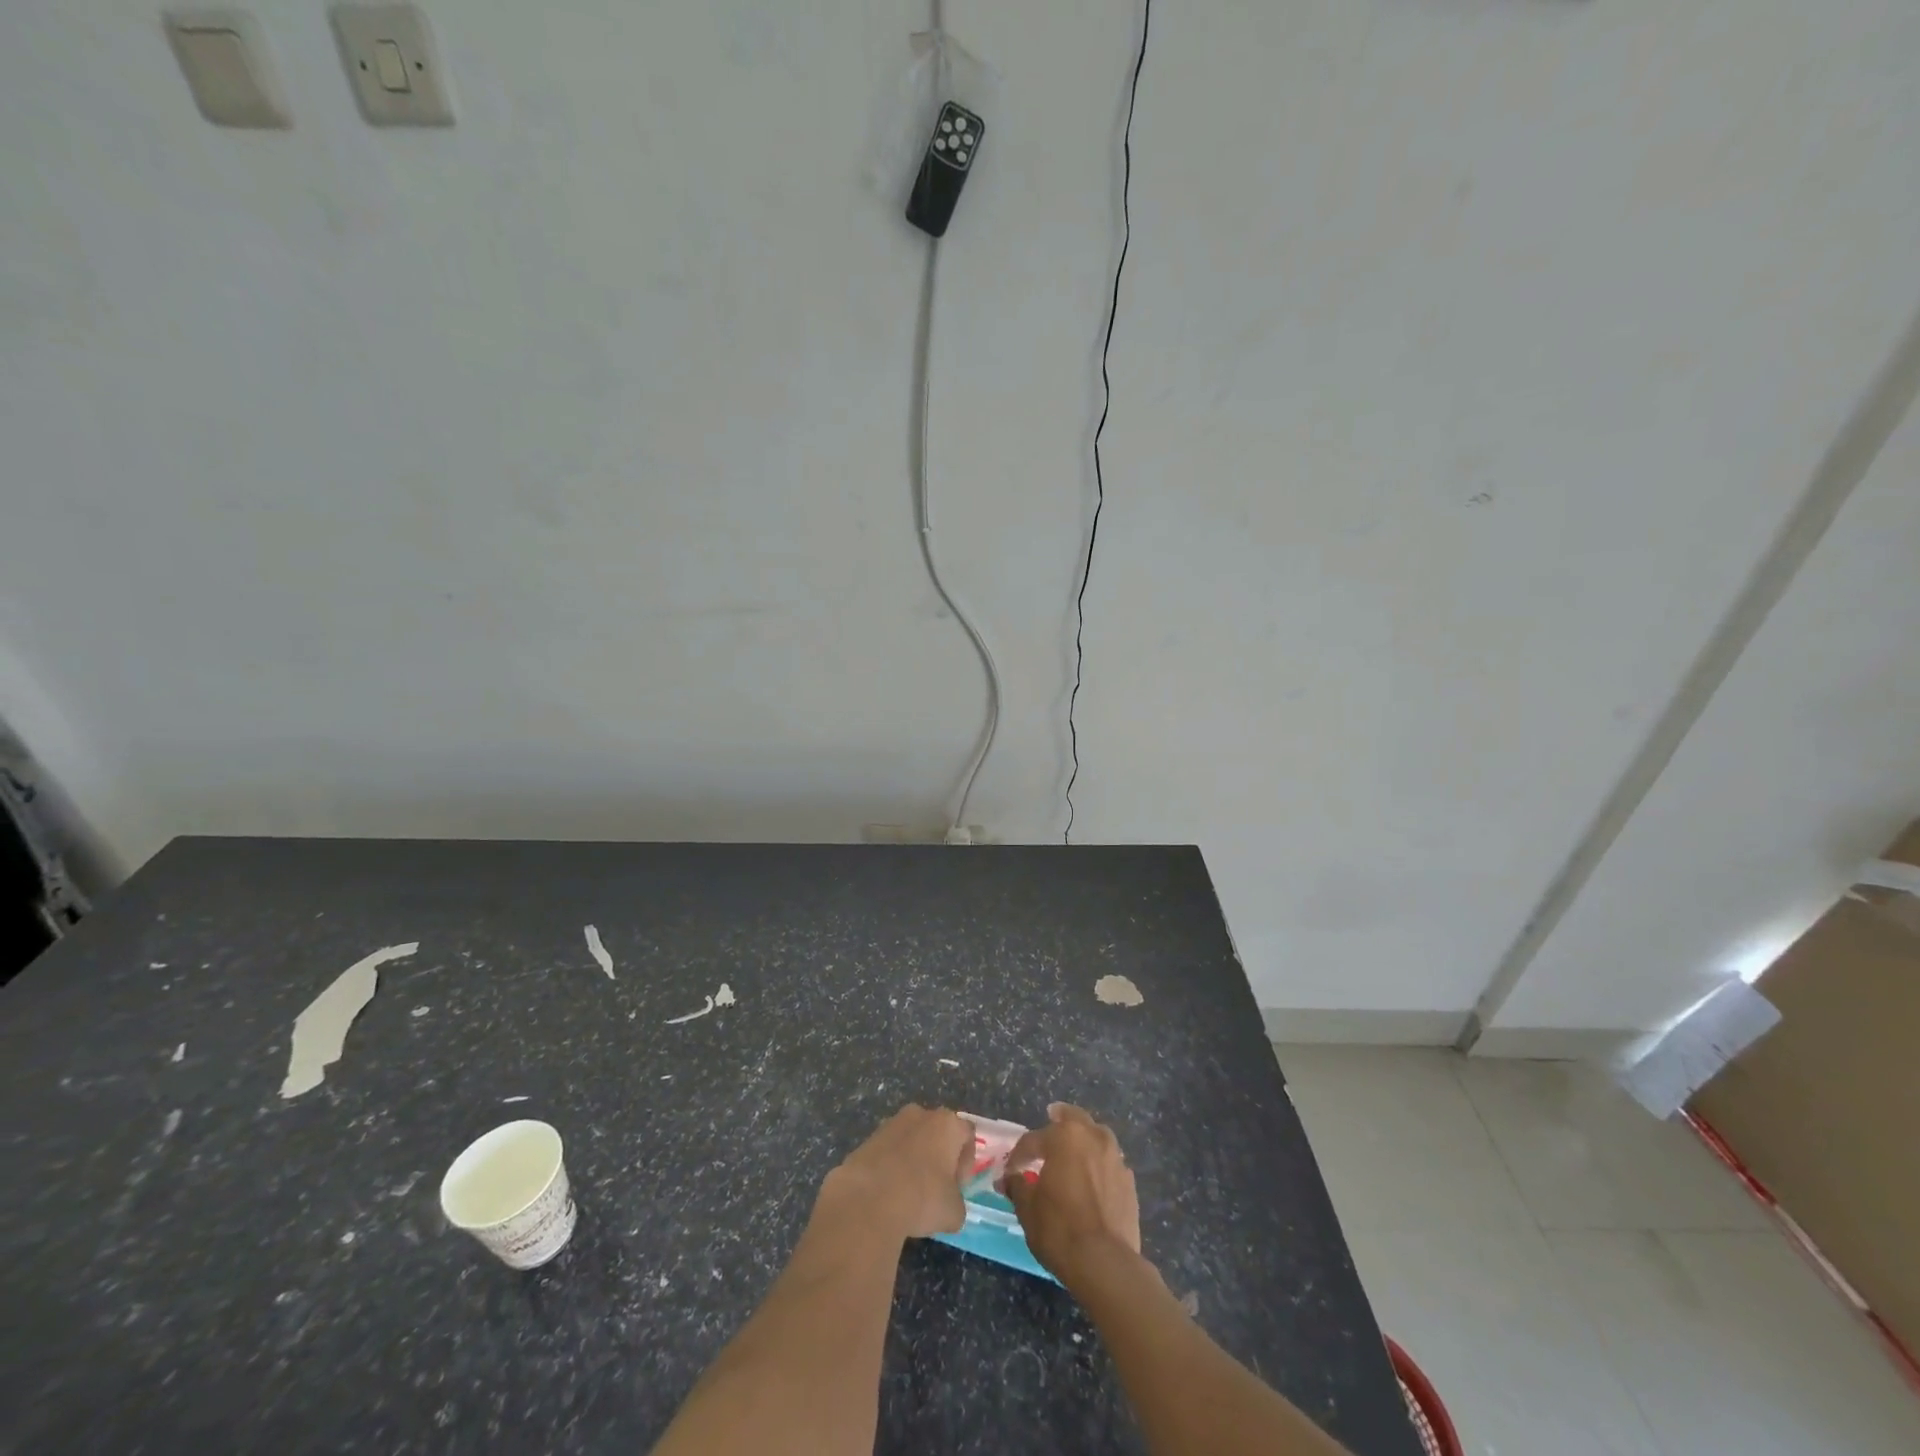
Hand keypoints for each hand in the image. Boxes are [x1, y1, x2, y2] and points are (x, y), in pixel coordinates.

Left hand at [820, 1104, 972, 1240]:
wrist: (868, 1200)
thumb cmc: (922, 1199)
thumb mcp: (954, 1212)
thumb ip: (957, 1203)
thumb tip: (948, 1205)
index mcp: (947, 1124)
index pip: (967, 1134)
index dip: (966, 1161)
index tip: (958, 1186)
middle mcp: (920, 1114)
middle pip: (937, 1132)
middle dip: (939, 1157)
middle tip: (937, 1188)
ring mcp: (891, 1123)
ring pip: (911, 1140)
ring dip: (913, 1161)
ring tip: (909, 1194)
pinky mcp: (868, 1139)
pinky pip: (888, 1151)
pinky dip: (891, 1167)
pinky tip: (888, 1194)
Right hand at [1000, 1103, 1141, 1283]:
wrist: (1106, 1264)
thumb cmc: (1060, 1229)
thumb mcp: (1028, 1209)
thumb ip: (1018, 1186)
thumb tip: (1011, 1179)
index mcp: (1065, 1137)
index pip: (1033, 1139)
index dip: (1018, 1155)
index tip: (1010, 1171)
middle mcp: (1093, 1137)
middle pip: (1073, 1119)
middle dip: (1059, 1119)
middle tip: (1050, 1119)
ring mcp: (1115, 1158)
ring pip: (1097, 1136)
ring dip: (1084, 1139)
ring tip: (1074, 1150)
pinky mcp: (1129, 1181)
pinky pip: (1110, 1162)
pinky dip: (1099, 1164)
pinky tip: (1093, 1179)